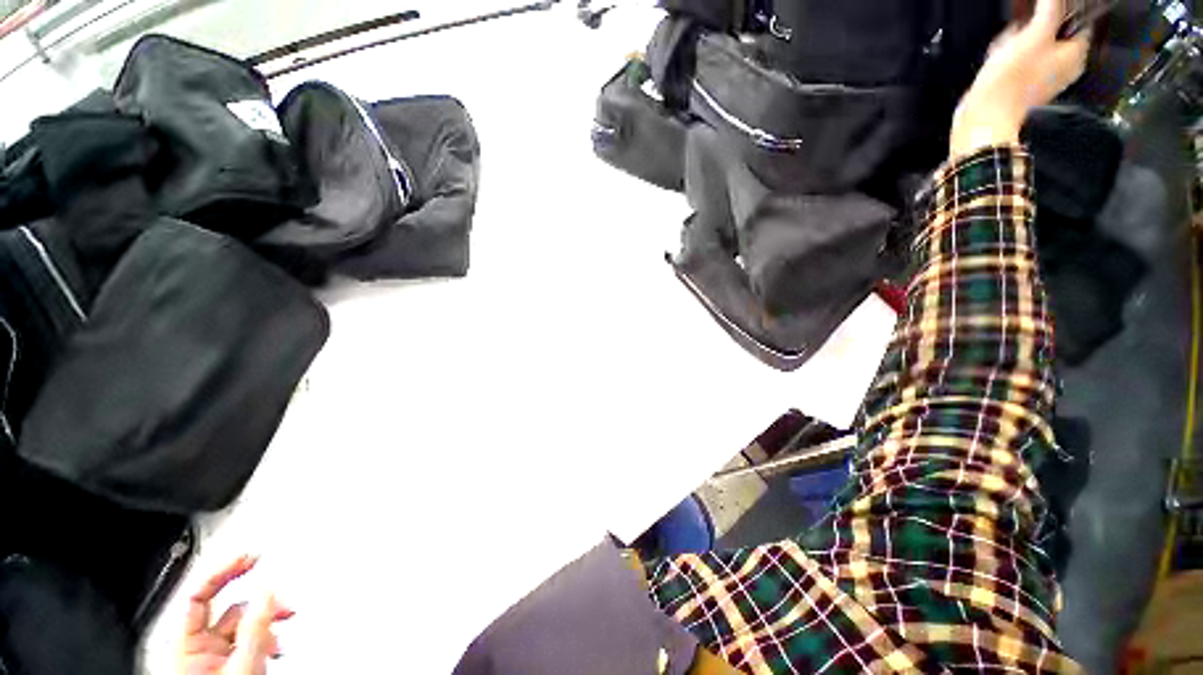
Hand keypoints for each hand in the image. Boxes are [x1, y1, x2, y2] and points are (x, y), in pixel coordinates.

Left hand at [178, 555, 293, 674]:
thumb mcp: (243, 666)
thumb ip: (255, 627)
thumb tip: (268, 588)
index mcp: (186, 646)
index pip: (199, 595)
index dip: (224, 571)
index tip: (252, 556)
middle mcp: (197, 649)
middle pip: (228, 609)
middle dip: (259, 600)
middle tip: (282, 595)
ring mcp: (214, 657)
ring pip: (244, 624)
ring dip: (269, 618)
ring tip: (288, 620)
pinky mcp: (231, 664)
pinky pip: (250, 639)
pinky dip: (268, 634)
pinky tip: (279, 641)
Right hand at [950, 0, 1090, 157]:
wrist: (985, 115)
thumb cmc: (1013, 79)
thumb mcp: (1035, 34)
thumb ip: (1050, 9)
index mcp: (1076, 55)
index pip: (1078, 22)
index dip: (1060, 12)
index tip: (1041, 10)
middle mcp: (1065, 67)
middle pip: (1054, 33)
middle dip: (1034, 27)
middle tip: (1018, 31)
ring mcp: (1043, 79)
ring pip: (1035, 46)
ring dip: (1018, 41)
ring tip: (1004, 47)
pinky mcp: (1023, 86)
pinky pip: (1021, 62)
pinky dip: (1010, 56)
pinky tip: (998, 59)